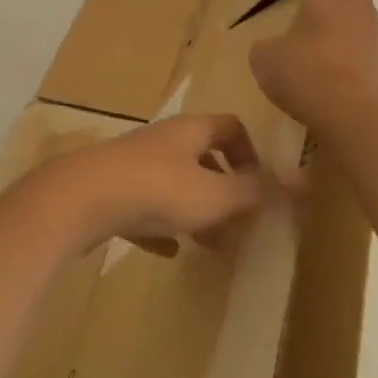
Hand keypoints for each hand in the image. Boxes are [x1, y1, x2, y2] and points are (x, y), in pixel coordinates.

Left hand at [23, 114, 274, 252]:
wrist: (80, 199)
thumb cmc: (156, 191)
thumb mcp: (215, 195)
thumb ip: (254, 192)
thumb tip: (297, 183)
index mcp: (190, 131)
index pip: (230, 127)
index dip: (250, 153)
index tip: (258, 186)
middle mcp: (162, 141)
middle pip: (201, 157)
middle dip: (223, 190)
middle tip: (237, 222)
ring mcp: (132, 165)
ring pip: (173, 184)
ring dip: (193, 211)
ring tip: (210, 244)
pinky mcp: (109, 191)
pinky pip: (143, 206)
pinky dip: (159, 226)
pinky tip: (166, 250)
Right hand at [249, 0, 377, 133]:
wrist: (347, 112)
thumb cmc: (302, 72)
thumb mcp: (265, 57)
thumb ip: (267, 45)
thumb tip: (271, 47)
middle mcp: (356, 5)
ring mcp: (373, 33)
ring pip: (367, 9)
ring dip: (353, 10)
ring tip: (331, 25)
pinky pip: (370, 40)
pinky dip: (357, 41)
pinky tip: (340, 57)